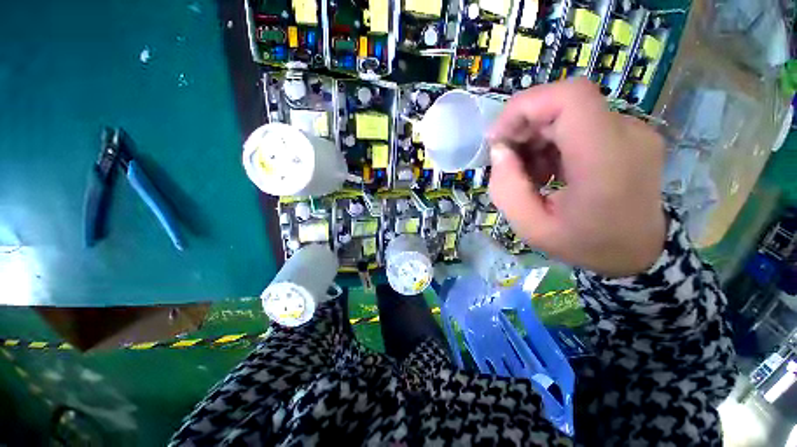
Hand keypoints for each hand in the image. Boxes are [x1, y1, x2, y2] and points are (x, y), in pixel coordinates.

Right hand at [488, 78, 666, 277]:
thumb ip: (506, 188)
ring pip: (568, 112)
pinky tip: (545, 169)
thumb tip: (500, 150)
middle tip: (506, 160)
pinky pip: (578, 124)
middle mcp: (626, 134)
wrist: (637, 253)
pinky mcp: (627, 135)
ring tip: (527, 172)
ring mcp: (631, 131)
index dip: (525, 107)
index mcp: (605, 159)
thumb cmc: (584, 244)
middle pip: (564, 103)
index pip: (569, 97)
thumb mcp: (531, 227)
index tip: (498, 137)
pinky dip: (551, 141)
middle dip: (523, 127)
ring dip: (536, 137)